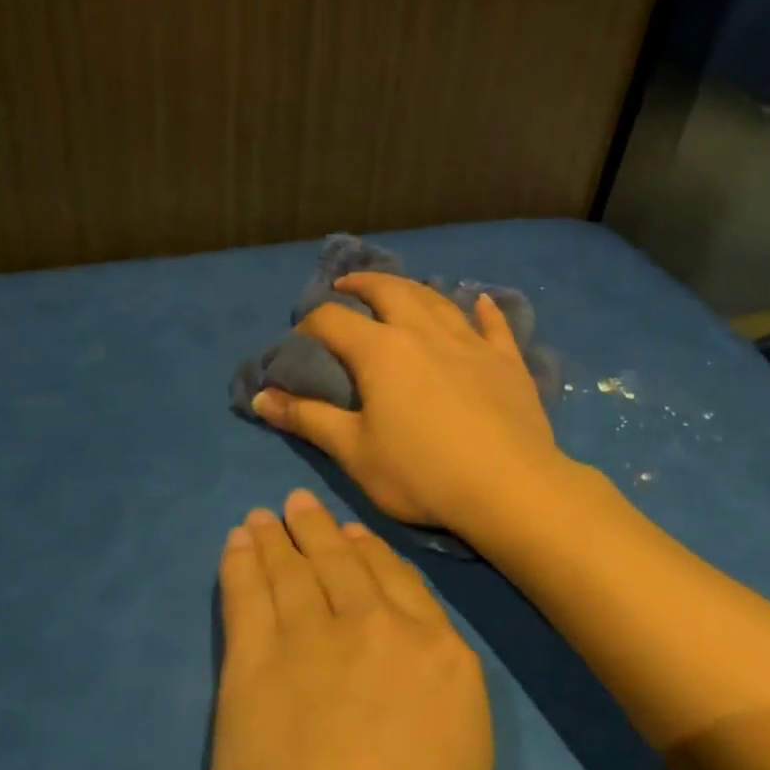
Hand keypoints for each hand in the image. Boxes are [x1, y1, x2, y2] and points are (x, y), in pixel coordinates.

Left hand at [16, 490, 492, 769]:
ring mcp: (317, 636)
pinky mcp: (256, 659)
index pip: (404, 587)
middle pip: (347, 565)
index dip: (376, 555)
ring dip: (277, 539)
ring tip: (264, 516)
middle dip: (321, 531)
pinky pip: (249, 595)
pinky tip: (237, 544)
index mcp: (442, 657)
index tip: (354, 534)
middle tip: (300, 504)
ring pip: (296, 571)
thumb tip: (416, 708)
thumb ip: (439, 720)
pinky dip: (241, 565)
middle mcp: (381, 628)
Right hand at [251, 272, 567, 535]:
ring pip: (439, 301)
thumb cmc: (422, 473)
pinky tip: (480, 301)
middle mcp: (425, 332)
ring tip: (402, 290)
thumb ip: (308, 419)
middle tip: (348, 286)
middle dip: (363, 284)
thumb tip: (262, 397)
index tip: (301, 338)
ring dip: (414, 289)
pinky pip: (494, 324)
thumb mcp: (355, 452)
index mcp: (382, 351)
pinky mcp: (507, 360)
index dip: (311, 324)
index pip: (334, 321)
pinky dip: (484, 309)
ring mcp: (471, 342)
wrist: (508, 485)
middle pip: (390, 291)